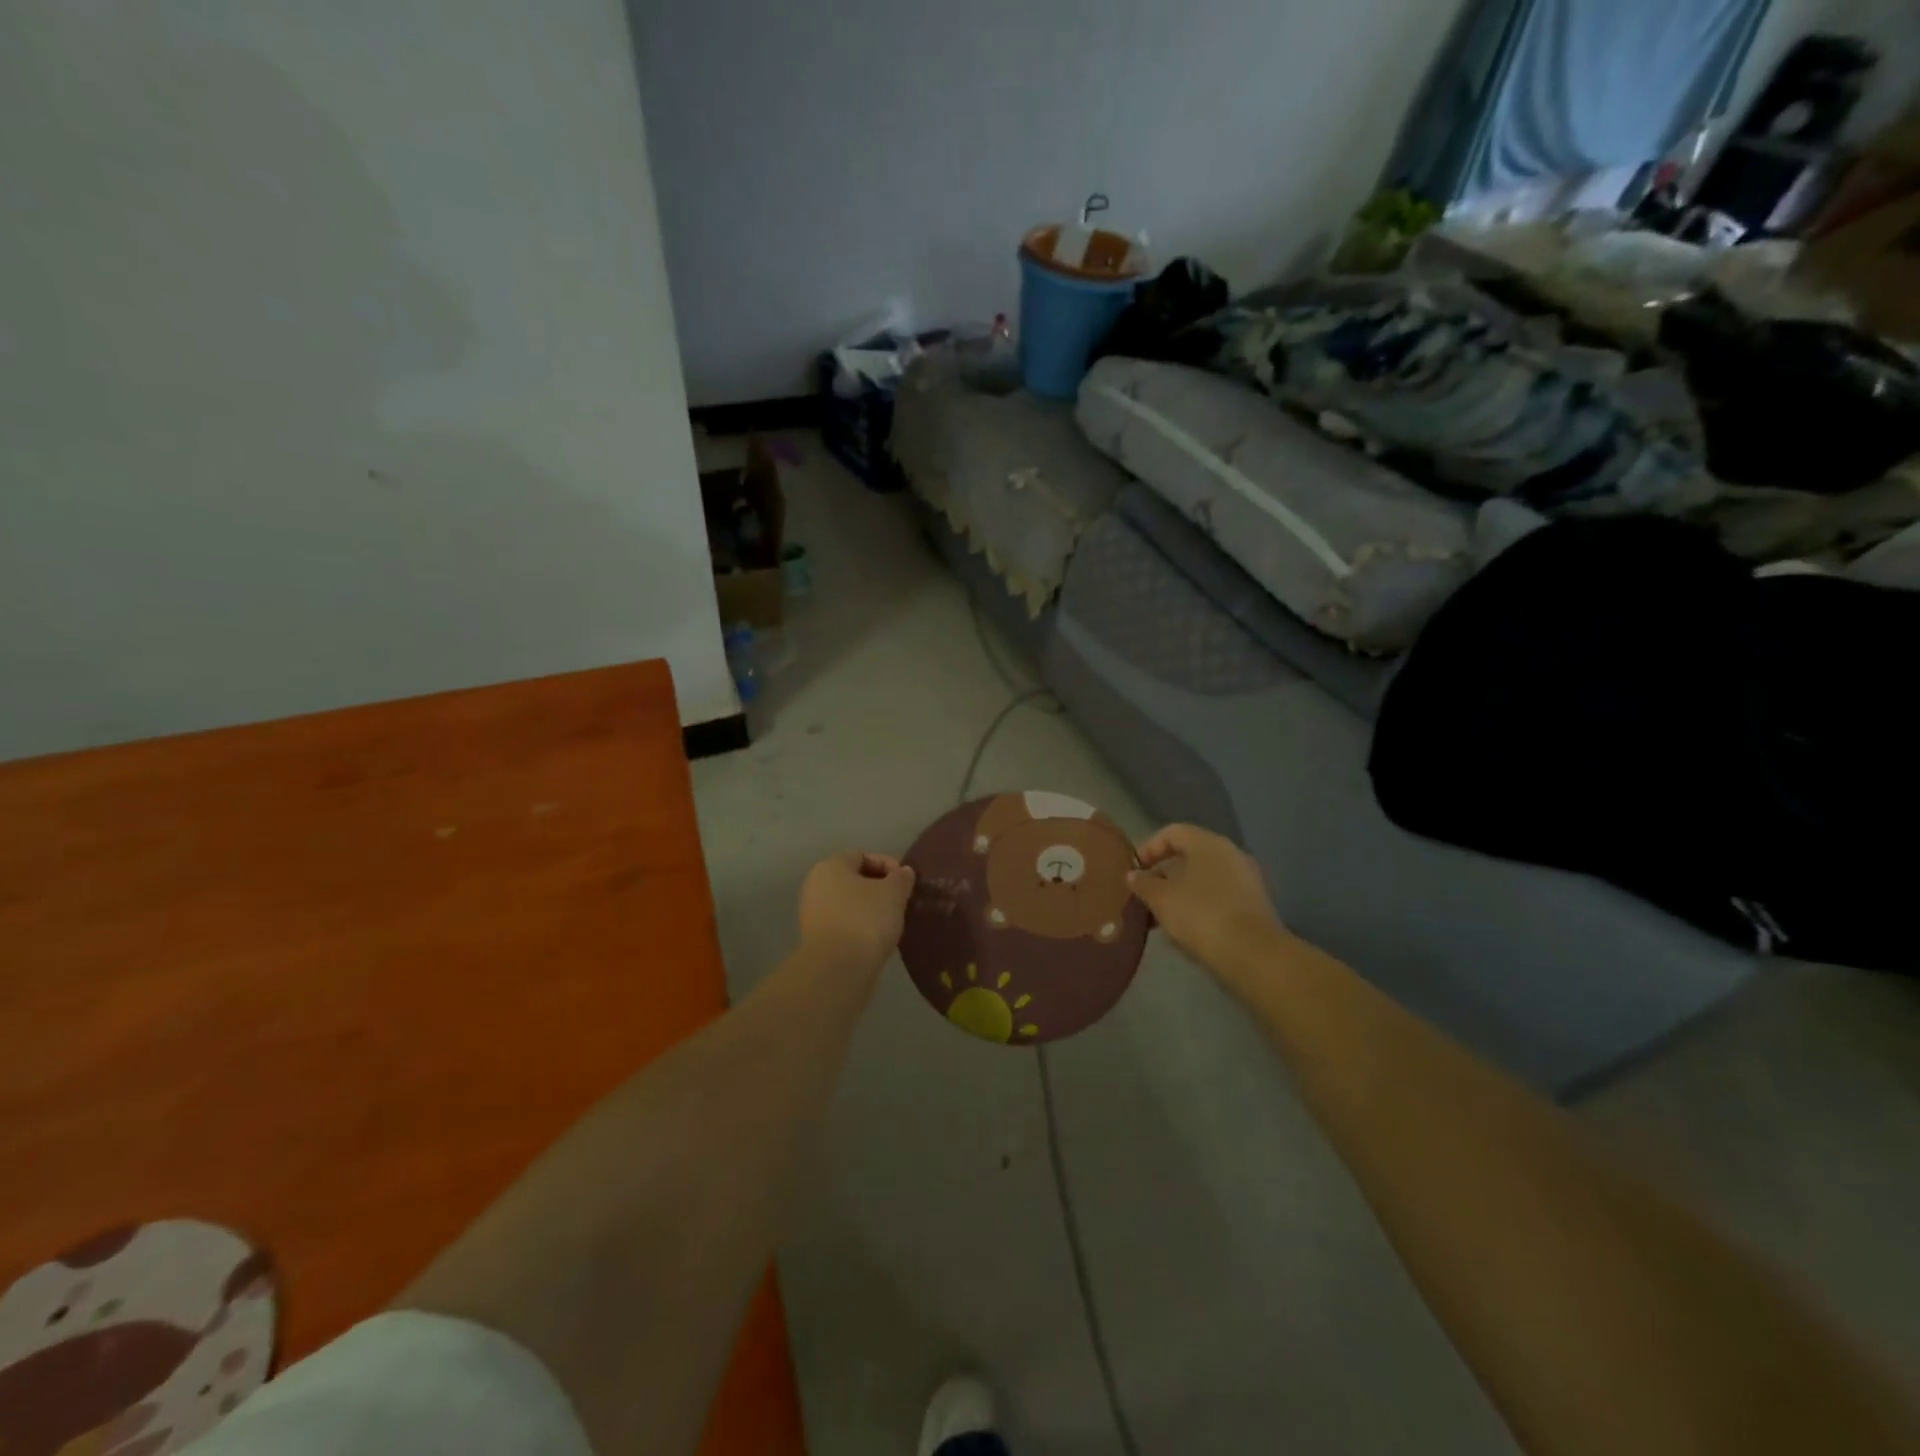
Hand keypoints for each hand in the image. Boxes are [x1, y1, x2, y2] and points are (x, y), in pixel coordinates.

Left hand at [798, 852, 916, 975]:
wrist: (837, 969)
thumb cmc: (866, 920)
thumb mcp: (893, 893)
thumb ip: (901, 878)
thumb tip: (903, 872)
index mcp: (831, 865)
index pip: (863, 856)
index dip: (888, 865)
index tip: (906, 882)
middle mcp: (816, 884)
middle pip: (854, 879)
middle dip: (879, 888)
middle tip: (901, 901)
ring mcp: (813, 912)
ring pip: (849, 902)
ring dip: (871, 908)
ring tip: (892, 921)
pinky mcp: (816, 938)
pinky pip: (843, 923)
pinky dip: (860, 926)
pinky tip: (877, 937)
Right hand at [1129, 825, 1288, 976]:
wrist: (1252, 955)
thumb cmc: (1200, 916)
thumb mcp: (1160, 899)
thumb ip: (1143, 883)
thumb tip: (1134, 875)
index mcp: (1208, 843)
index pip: (1172, 832)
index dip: (1149, 848)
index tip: (1134, 871)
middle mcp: (1230, 854)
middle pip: (1189, 856)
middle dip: (1163, 875)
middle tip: (1145, 896)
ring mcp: (1246, 879)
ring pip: (1204, 879)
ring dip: (1180, 893)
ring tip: (1160, 917)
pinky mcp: (1254, 905)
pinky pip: (1219, 897)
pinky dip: (1199, 906)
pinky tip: (1186, 929)